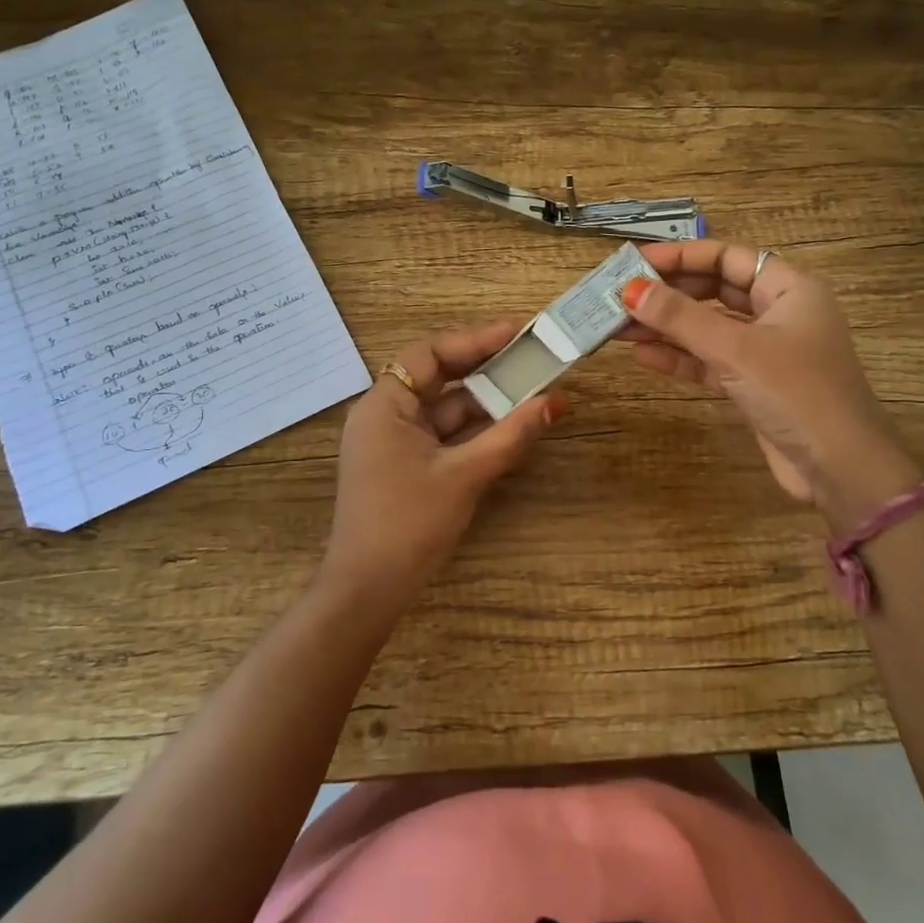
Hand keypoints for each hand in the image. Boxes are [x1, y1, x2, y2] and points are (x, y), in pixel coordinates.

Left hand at [322, 319, 564, 610]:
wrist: (368, 590)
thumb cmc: (409, 524)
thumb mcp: (465, 475)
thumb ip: (511, 435)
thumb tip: (556, 402)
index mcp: (384, 405)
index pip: (429, 353)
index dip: (475, 338)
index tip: (518, 332)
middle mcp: (384, 415)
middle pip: (437, 377)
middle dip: (485, 368)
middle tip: (531, 356)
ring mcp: (392, 442)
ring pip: (443, 408)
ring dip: (484, 402)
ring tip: (531, 389)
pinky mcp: (403, 465)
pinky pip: (442, 434)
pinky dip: (473, 429)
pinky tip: (509, 426)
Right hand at [620, 240, 922, 522]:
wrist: (839, 469)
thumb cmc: (796, 393)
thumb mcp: (735, 350)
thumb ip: (681, 318)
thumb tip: (629, 290)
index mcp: (789, 289)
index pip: (728, 258)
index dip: (681, 257)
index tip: (636, 262)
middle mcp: (779, 313)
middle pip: (715, 291)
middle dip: (668, 295)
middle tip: (620, 296)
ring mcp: (766, 352)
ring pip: (708, 329)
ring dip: (666, 328)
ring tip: (618, 326)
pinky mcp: (754, 385)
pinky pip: (710, 361)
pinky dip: (679, 358)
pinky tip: (642, 355)